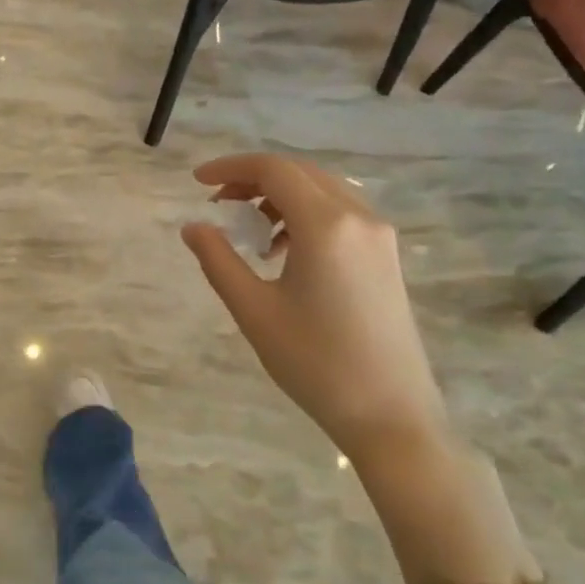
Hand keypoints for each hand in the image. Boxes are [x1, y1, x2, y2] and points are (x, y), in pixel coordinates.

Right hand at [180, 153, 446, 464]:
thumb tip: (193, 227)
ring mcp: (380, 236)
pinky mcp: (387, 256)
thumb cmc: (315, 363)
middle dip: (253, 178)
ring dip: (280, 196)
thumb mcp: (254, 310)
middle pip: (299, 173)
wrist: (391, 416)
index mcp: (327, 225)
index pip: (274, 170)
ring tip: (249, 230)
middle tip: (217, 202)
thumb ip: (218, 260)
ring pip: (322, 190)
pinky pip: (341, 213)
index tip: (196, 181)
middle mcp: (359, 218)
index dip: (230, 167)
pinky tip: (284, 251)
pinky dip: (305, 214)